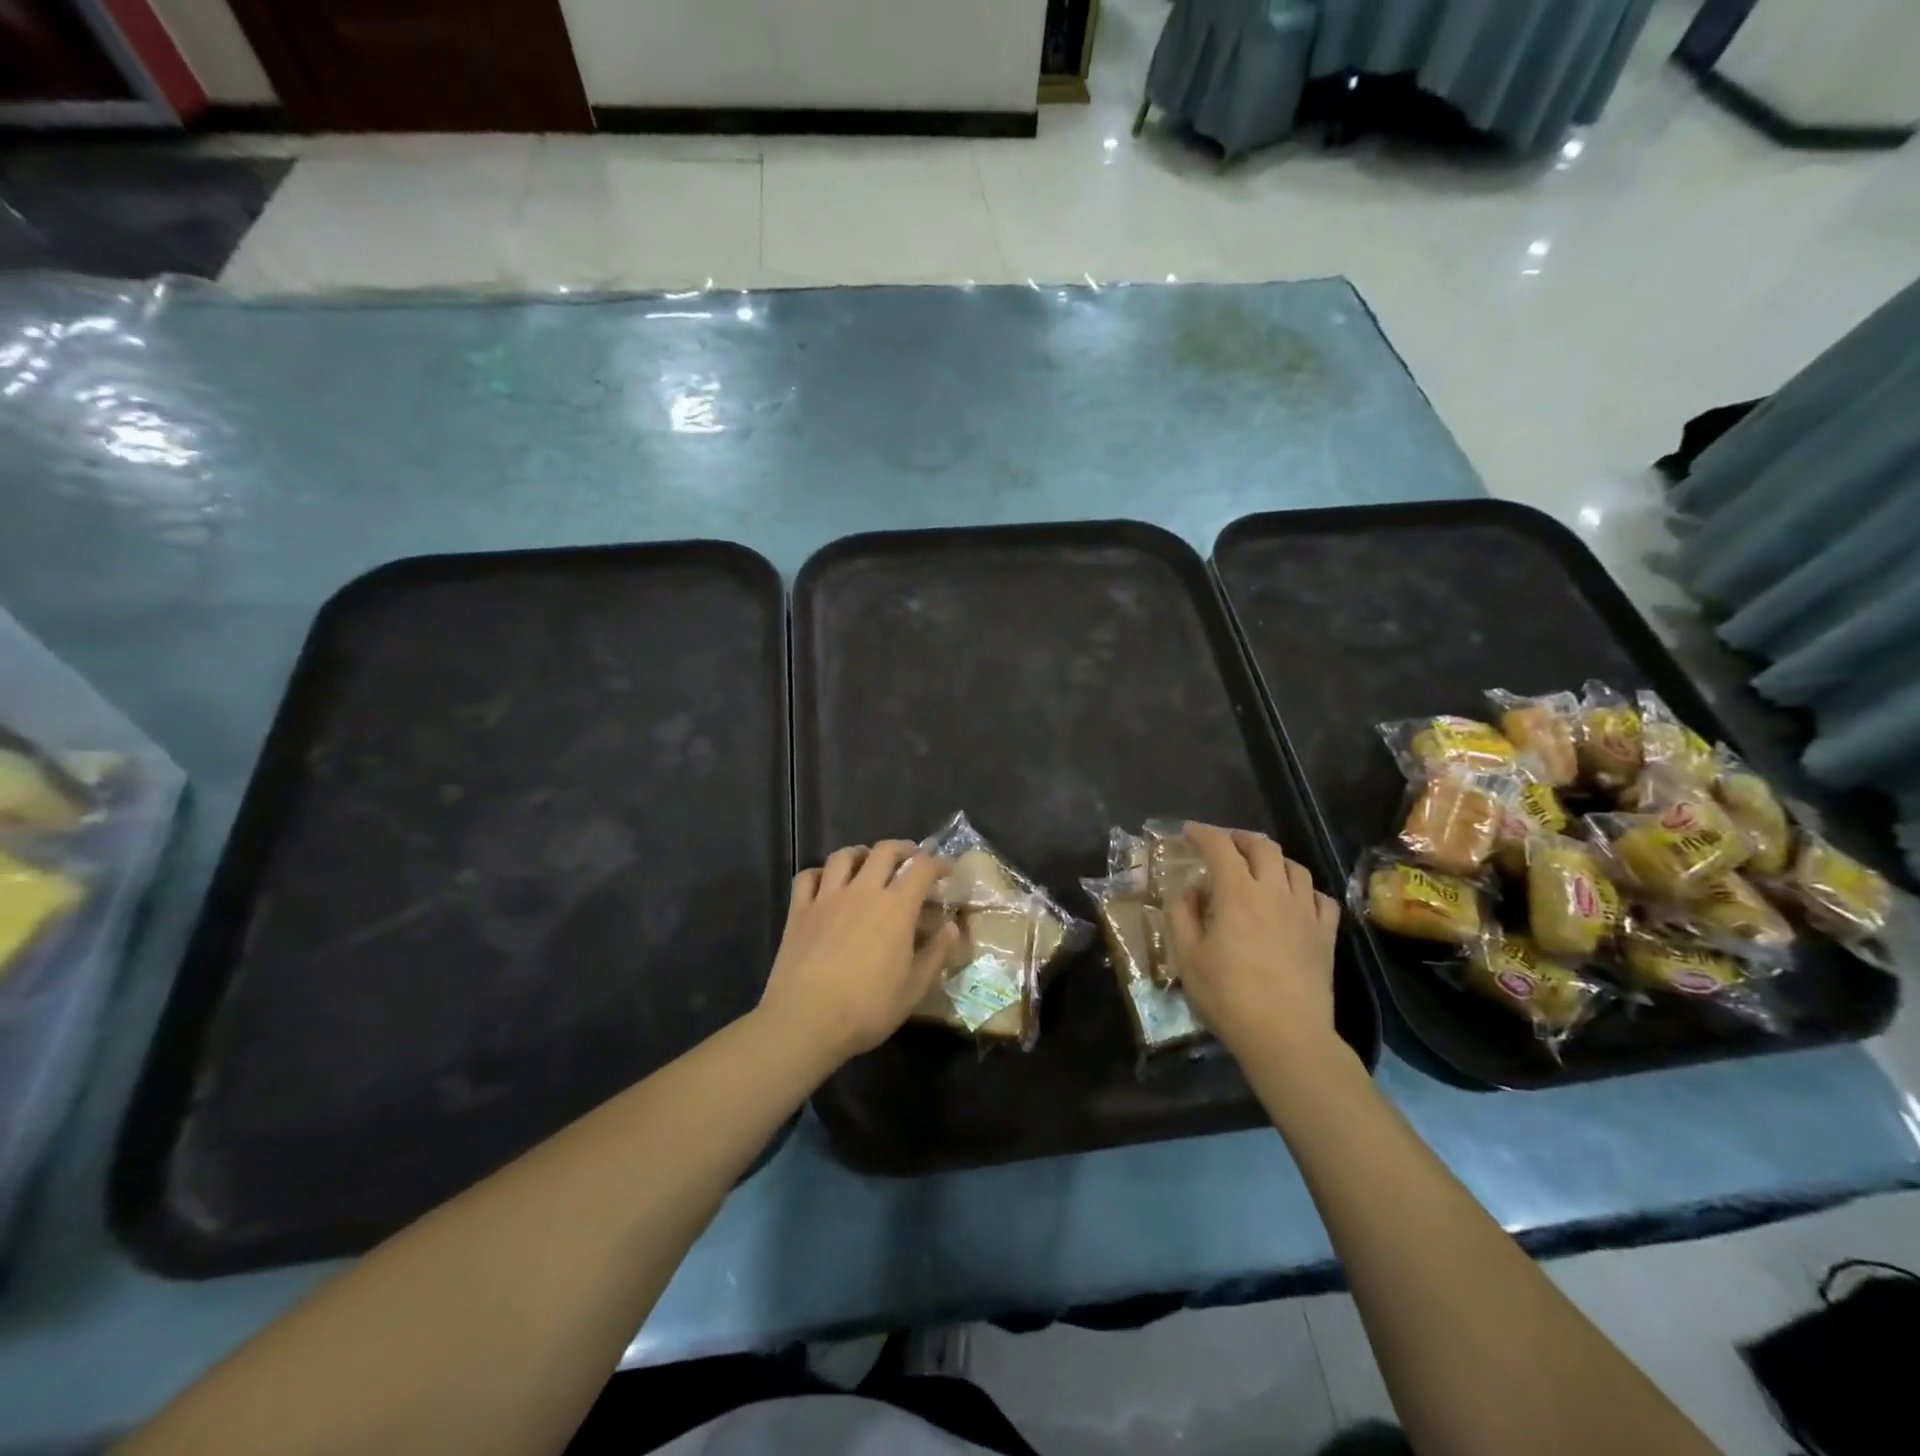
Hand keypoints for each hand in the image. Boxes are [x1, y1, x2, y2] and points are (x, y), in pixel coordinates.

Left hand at [757, 841, 956, 1062]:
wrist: (806, 1021)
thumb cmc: (867, 1008)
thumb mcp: (914, 989)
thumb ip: (936, 953)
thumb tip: (952, 927)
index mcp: (896, 908)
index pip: (922, 868)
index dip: (938, 863)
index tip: (946, 869)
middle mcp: (863, 892)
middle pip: (884, 851)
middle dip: (903, 848)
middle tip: (911, 860)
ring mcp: (827, 898)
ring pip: (843, 856)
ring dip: (860, 853)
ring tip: (868, 863)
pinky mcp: (799, 910)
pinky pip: (808, 876)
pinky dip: (820, 872)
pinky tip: (826, 883)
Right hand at [1166, 823, 1342, 1059]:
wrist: (1286, 1036)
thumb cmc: (1228, 996)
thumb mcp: (1187, 957)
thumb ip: (1182, 915)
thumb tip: (1191, 891)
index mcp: (1237, 893)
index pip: (1220, 846)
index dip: (1203, 833)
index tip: (1189, 832)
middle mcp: (1274, 892)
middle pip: (1263, 846)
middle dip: (1240, 838)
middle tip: (1224, 845)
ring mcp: (1306, 913)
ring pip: (1295, 867)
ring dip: (1273, 859)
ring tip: (1259, 868)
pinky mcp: (1326, 936)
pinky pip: (1322, 898)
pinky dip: (1305, 890)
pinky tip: (1295, 900)